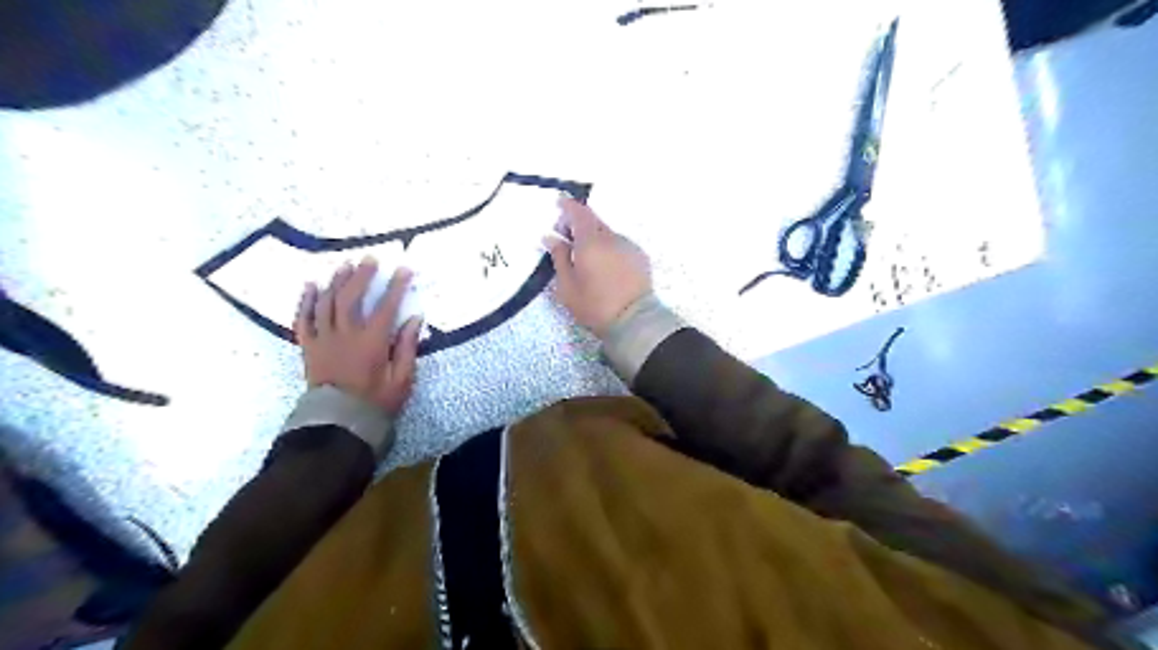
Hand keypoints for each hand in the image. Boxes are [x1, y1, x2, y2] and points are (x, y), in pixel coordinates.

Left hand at [295, 258, 424, 416]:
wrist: (338, 422)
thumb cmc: (376, 402)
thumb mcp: (402, 379)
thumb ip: (407, 347)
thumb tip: (414, 318)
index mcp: (371, 342)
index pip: (386, 306)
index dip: (395, 286)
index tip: (404, 269)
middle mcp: (345, 334)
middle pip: (351, 297)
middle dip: (362, 276)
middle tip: (370, 259)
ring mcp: (323, 339)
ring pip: (327, 303)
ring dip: (336, 282)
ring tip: (344, 266)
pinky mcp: (309, 347)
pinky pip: (303, 319)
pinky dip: (306, 301)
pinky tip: (310, 286)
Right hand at [544, 198, 648, 336]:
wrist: (634, 320)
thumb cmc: (595, 306)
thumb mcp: (567, 287)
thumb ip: (559, 258)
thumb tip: (551, 238)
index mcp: (590, 241)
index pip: (578, 213)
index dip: (567, 206)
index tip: (559, 203)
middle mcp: (611, 237)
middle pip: (594, 221)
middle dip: (579, 222)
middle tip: (566, 235)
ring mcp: (629, 246)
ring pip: (608, 233)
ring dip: (595, 237)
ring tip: (586, 255)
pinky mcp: (640, 257)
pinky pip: (620, 245)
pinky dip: (609, 247)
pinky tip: (605, 265)